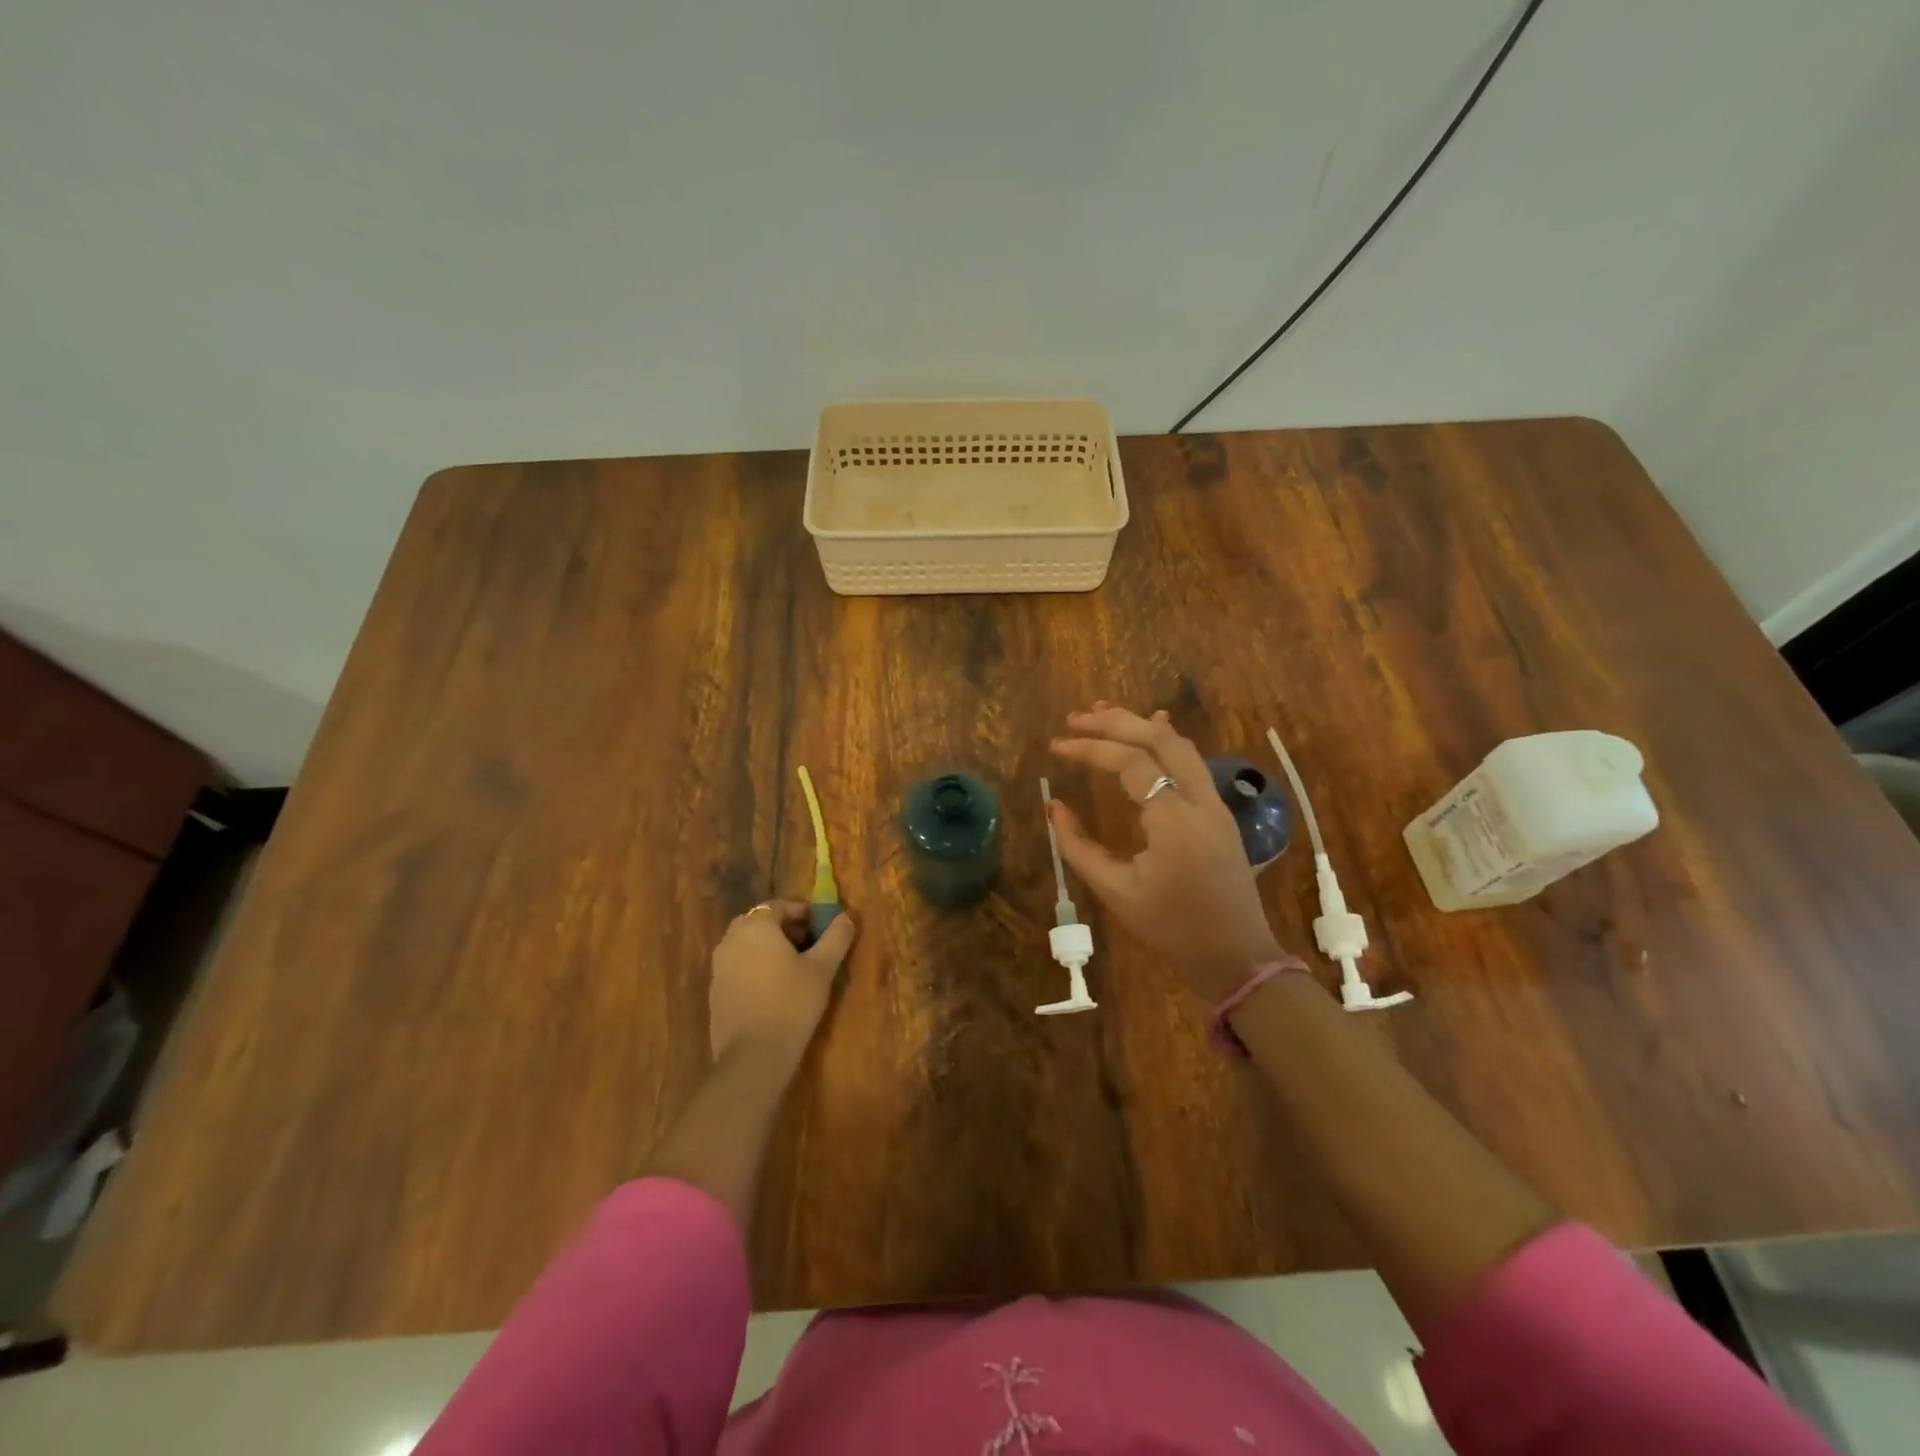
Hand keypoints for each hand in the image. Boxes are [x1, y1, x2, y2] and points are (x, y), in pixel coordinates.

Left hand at [708, 901, 857, 1066]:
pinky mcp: (714, 992)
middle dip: (784, 929)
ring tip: (794, 969)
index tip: (821, 928)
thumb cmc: (792, 1003)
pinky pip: (738, 967)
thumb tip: (847, 917)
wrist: (753, 1056)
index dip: (802, 913)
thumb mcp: (823, 968)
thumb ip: (836, 937)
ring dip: (769, 949)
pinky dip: (755, 968)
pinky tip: (774, 991)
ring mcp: (718, 967)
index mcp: (756, 927)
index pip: (778, 906)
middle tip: (809, 946)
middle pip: (759, 923)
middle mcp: (731, 940)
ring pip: (747, 945)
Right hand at [1050, 704, 1284, 1001]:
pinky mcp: (1219, 812)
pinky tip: (1153, 725)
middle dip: (1115, 721)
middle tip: (1076, 717)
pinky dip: (1166, 740)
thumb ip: (1079, 847)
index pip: (1130, 762)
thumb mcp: (1117, 892)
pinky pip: (1193, 762)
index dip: (1090, 748)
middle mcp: (1200, 800)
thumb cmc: (1172, 929)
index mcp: (1175, 820)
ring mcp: (1215, 803)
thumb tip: (1053, 808)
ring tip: (1103, 713)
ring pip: (1180, 744)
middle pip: (1159, 739)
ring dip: (1141, 724)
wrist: (1236, 956)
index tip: (1056, 746)